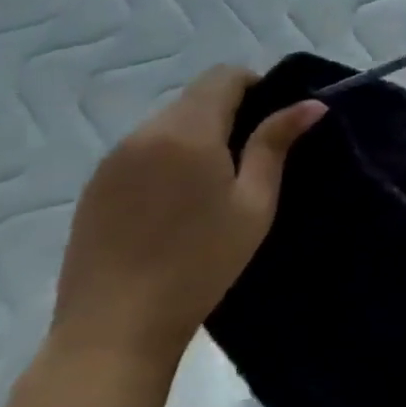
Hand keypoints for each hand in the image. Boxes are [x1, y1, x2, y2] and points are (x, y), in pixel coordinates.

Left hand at [50, 67, 324, 370]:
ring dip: (196, 136)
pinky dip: (166, 159)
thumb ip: (276, 144)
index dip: (255, 85)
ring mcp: (112, 160)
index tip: (272, 121)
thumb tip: (311, 103)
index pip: (224, 75)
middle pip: (195, 97)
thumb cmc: (199, 264)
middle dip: (227, 113)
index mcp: (187, 131)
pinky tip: (174, 205)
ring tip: (211, 186)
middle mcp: (144, 133)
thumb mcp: (254, 203)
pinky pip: (141, 151)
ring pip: (167, 123)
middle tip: (250, 159)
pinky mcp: (94, 187)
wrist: (113, 331)